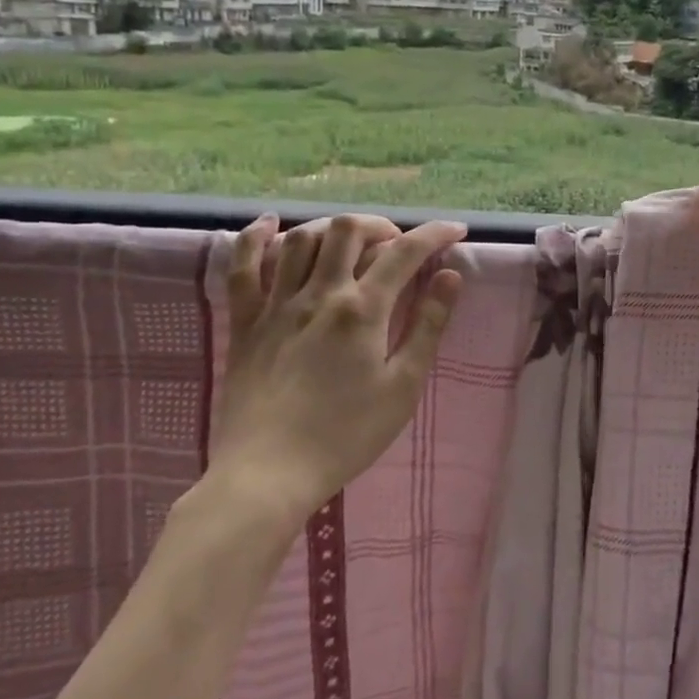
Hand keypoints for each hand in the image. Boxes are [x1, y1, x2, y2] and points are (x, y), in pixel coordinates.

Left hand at [211, 213, 465, 520]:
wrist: (268, 475)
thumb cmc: (346, 436)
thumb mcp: (403, 386)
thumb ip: (429, 326)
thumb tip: (451, 275)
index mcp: (362, 310)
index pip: (404, 252)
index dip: (434, 233)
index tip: (455, 230)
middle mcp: (319, 294)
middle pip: (348, 230)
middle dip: (380, 225)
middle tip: (396, 245)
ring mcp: (276, 305)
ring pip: (301, 239)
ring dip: (331, 228)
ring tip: (350, 243)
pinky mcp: (245, 322)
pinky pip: (242, 267)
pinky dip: (254, 237)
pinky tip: (270, 223)